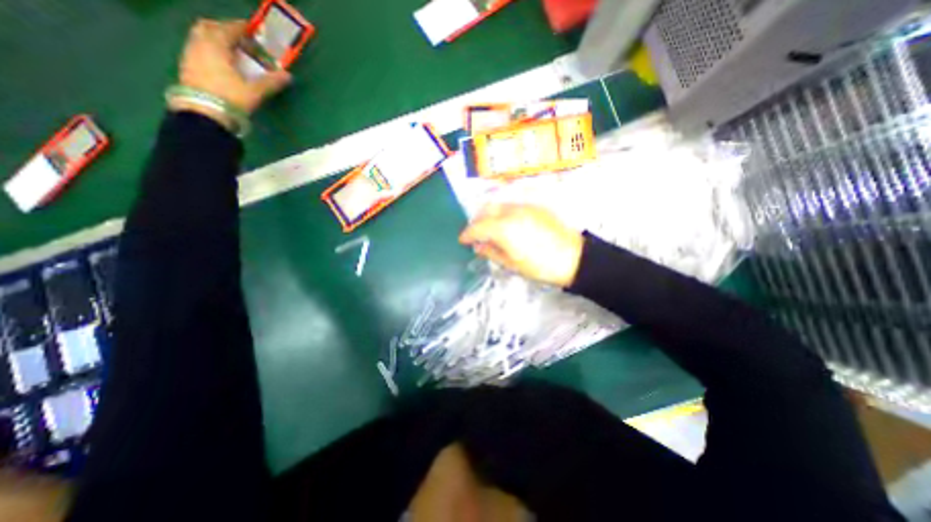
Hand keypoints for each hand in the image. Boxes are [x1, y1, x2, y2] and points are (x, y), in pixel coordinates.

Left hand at [169, 19, 289, 126]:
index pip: (228, 29)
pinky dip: (210, 50)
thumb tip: (288, 75)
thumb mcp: (255, 91)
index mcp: (216, 45)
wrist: (204, 114)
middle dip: (224, 29)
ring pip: (201, 38)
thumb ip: (271, 82)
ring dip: (216, 40)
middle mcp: (199, 44)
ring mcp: (190, 54)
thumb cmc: (230, 97)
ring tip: (232, 52)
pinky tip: (221, 63)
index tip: (253, 29)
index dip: (241, 27)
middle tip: (240, 38)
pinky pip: (198, 49)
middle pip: (209, 28)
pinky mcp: (187, 67)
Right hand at [458, 204, 579, 287]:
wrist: (574, 258)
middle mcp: (511, 212)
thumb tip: (478, 247)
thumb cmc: (540, 266)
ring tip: (489, 229)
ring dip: (488, 215)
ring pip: (498, 205)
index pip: (478, 227)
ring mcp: (524, 207)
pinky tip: (505, 224)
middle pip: (486, 210)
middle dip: (476, 221)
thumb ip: (491, 252)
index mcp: (504, 228)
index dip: (467, 234)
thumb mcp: (512, 264)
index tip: (463, 241)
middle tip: (475, 235)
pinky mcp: (534, 207)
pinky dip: (501, 213)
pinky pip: (511, 205)